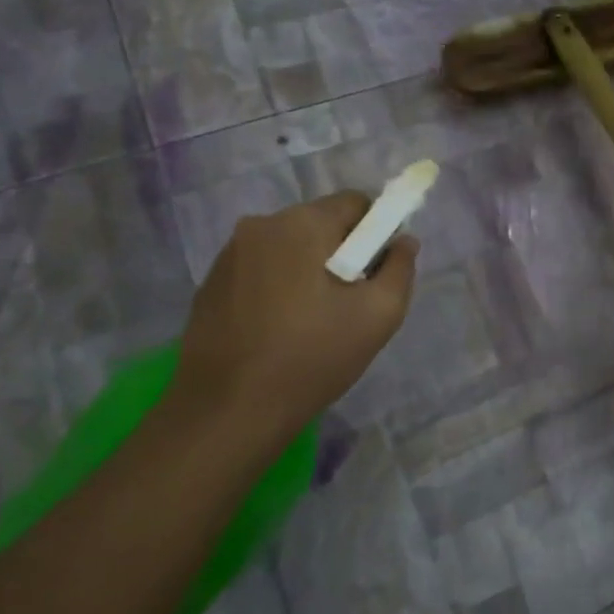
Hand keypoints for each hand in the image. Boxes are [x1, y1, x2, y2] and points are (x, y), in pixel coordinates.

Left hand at [169, 193, 417, 444]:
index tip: (377, 272)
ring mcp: (229, 254)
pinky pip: (262, 269)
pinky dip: (280, 286)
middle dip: (343, 252)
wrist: (228, 411)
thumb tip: (403, 241)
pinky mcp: (210, 283)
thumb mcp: (380, 314)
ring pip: (290, 247)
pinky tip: (280, 329)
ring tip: (314, 320)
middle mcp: (260, 225)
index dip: (377, 232)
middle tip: (350, 301)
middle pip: (321, 223)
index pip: (356, 202)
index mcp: (302, 224)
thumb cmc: (313, 356)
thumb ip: (400, 268)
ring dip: (310, 269)